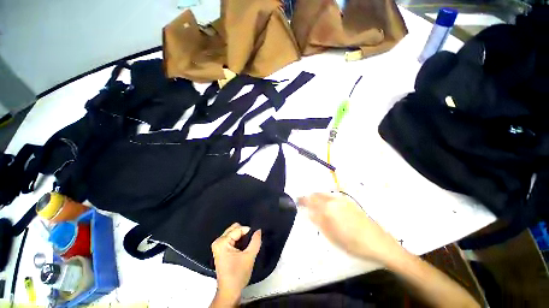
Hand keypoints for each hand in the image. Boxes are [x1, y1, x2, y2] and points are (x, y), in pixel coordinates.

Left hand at [210, 223, 261, 306]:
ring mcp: (218, 245)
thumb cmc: (238, 274)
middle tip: (250, 242)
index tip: (254, 238)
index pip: (238, 229)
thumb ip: (255, 241)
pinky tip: (242, 247)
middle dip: (244, 233)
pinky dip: (238, 240)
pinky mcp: (220, 249)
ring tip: (247, 245)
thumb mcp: (249, 256)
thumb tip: (258, 230)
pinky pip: (231, 237)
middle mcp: (218, 241)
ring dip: (241, 236)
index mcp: (222, 242)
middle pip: (234, 228)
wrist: (229, 291)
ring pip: (233, 232)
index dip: (248, 232)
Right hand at [298, 193, 401, 264]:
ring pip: (324, 194)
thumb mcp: (332, 236)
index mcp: (328, 208)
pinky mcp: (349, 202)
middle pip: (317, 195)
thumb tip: (309, 212)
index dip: (302, 199)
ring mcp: (342, 200)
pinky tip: (326, 204)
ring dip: (316, 196)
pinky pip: (332, 196)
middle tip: (303, 201)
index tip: (296, 200)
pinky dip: (325, 197)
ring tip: (312, 202)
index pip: (311, 200)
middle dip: (309, 197)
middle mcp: (334, 200)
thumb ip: (319, 222)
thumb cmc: (353, 243)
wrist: (378, 242)